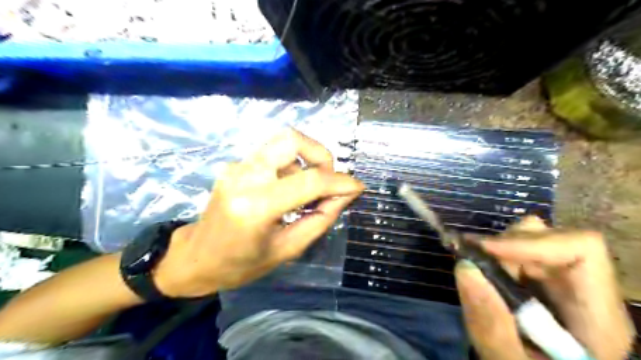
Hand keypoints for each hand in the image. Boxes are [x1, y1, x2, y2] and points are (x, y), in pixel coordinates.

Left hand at [153, 130, 359, 297]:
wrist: (195, 258)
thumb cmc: (240, 264)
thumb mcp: (288, 249)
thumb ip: (320, 219)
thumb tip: (346, 195)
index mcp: (256, 206)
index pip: (310, 181)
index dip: (340, 182)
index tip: (357, 187)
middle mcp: (244, 176)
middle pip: (291, 139)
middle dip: (320, 154)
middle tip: (328, 179)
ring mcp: (236, 166)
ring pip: (282, 144)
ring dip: (304, 162)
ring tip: (305, 193)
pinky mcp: (235, 165)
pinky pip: (272, 155)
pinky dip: (290, 167)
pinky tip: (287, 191)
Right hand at [456, 216, 634, 359]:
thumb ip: (491, 325)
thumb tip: (464, 266)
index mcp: (597, 317)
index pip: (581, 250)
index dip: (531, 241)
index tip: (485, 250)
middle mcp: (585, 291)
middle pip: (551, 238)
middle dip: (505, 245)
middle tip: (473, 262)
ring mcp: (563, 285)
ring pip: (531, 239)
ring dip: (497, 250)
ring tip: (475, 269)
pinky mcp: (542, 283)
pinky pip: (518, 252)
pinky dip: (493, 255)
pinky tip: (478, 269)